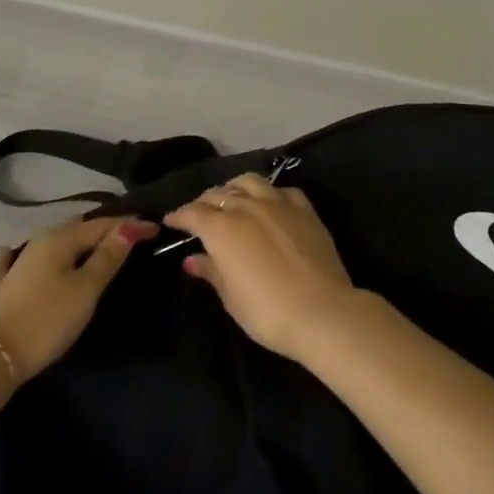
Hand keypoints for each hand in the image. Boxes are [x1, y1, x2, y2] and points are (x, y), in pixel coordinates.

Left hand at [0, 215, 157, 380]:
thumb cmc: (48, 320)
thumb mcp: (86, 289)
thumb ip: (107, 257)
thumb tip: (129, 226)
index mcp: (61, 240)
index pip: (102, 225)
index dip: (129, 225)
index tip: (155, 228)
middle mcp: (38, 243)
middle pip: (75, 229)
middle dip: (101, 228)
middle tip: (126, 235)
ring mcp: (16, 264)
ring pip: (49, 242)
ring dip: (71, 239)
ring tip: (90, 243)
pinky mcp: (2, 287)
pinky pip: (13, 262)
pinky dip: (20, 254)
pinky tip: (10, 250)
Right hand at [165, 173, 355, 360]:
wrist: (322, 311)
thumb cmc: (267, 312)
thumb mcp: (231, 297)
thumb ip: (211, 271)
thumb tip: (192, 260)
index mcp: (222, 228)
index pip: (193, 213)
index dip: (179, 216)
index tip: (171, 221)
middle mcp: (247, 207)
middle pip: (219, 193)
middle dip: (204, 201)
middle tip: (199, 214)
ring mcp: (278, 204)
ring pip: (249, 182)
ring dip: (234, 187)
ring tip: (232, 198)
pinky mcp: (305, 209)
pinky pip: (282, 191)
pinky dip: (270, 193)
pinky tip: (270, 203)